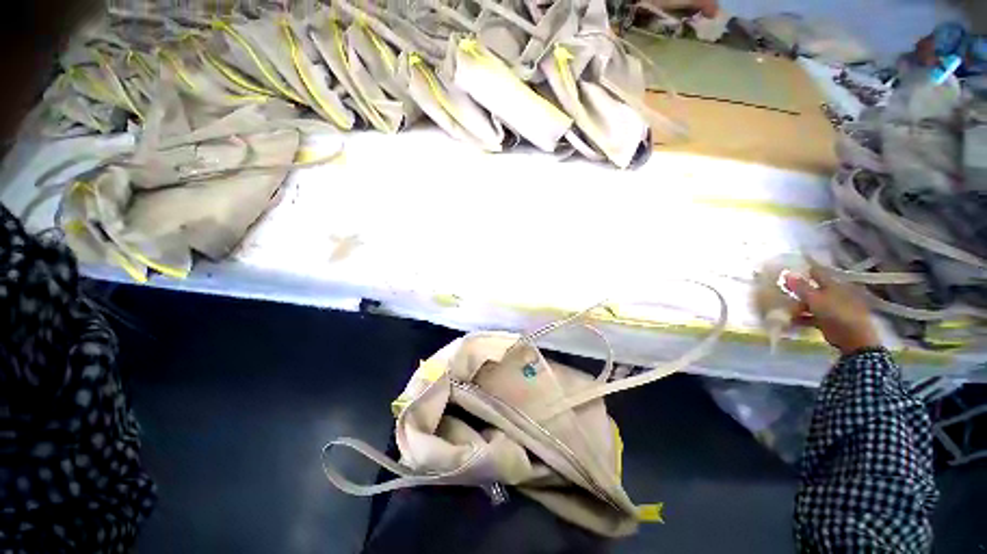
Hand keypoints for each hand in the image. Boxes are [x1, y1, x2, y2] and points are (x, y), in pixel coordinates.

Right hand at [787, 265, 880, 354]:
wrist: (853, 338)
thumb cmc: (836, 314)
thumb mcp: (815, 299)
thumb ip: (801, 287)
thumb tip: (787, 273)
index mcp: (833, 284)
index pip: (817, 272)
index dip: (803, 271)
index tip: (787, 272)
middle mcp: (833, 294)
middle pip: (812, 289)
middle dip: (797, 292)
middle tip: (782, 294)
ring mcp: (832, 308)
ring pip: (810, 303)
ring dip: (798, 307)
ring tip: (785, 311)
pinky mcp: (829, 321)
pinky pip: (811, 316)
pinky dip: (801, 318)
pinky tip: (791, 321)